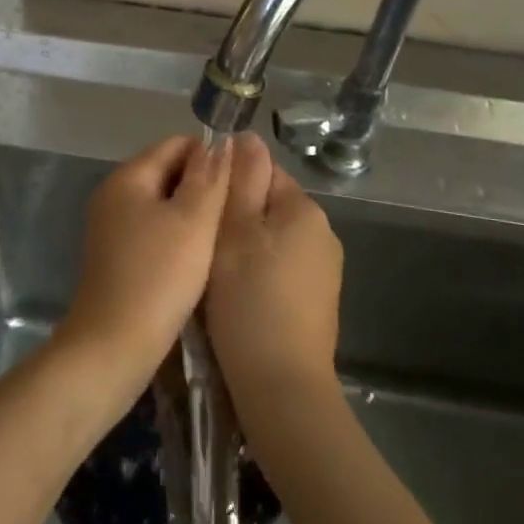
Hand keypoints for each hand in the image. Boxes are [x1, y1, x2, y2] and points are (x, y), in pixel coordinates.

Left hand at [55, 135, 231, 399]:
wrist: (113, 345)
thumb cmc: (159, 276)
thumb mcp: (194, 220)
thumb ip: (210, 176)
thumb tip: (222, 141)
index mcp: (128, 176)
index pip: (177, 144)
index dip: (213, 157)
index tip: (242, 183)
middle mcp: (114, 194)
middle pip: (168, 171)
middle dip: (204, 186)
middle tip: (238, 212)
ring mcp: (111, 226)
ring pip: (163, 204)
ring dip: (193, 214)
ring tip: (225, 235)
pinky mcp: (116, 256)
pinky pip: (154, 231)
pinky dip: (177, 236)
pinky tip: (200, 258)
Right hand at [206, 134, 343, 414]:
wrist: (281, 386)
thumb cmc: (249, 302)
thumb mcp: (235, 232)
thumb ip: (241, 180)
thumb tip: (246, 137)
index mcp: (304, 209)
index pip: (261, 172)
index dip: (226, 186)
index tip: (199, 211)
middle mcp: (322, 233)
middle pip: (267, 206)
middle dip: (234, 218)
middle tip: (201, 245)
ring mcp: (324, 270)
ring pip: (271, 239)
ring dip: (243, 247)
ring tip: (214, 274)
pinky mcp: (317, 301)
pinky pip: (280, 269)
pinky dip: (257, 274)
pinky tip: (238, 298)